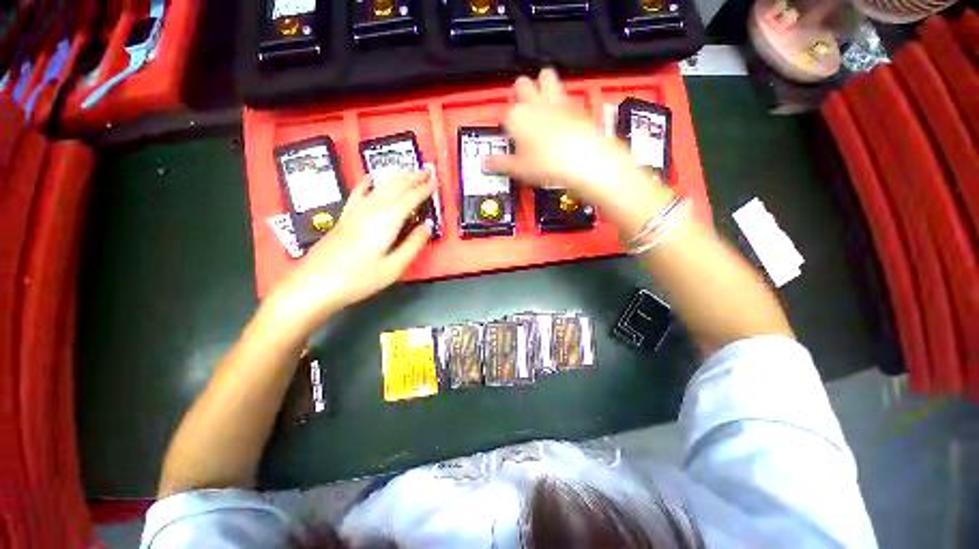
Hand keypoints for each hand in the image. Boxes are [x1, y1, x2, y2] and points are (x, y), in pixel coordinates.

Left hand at [269, 171, 435, 329]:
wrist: (314, 285)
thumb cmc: (359, 279)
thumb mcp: (394, 267)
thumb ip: (413, 244)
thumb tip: (428, 226)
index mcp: (387, 221)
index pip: (410, 198)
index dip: (424, 189)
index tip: (436, 182)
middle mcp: (371, 210)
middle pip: (394, 187)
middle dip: (412, 177)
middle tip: (427, 170)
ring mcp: (355, 211)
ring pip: (379, 187)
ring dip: (395, 177)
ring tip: (408, 170)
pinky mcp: (344, 217)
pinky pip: (357, 193)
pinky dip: (366, 183)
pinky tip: (370, 178)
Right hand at [484, 69, 639, 203]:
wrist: (583, 159)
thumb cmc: (548, 163)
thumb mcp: (519, 169)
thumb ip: (500, 163)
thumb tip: (486, 163)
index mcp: (517, 116)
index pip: (504, 113)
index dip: (505, 124)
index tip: (508, 134)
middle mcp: (535, 102)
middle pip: (521, 84)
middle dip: (518, 93)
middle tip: (520, 109)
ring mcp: (556, 99)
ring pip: (545, 75)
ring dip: (540, 83)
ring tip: (540, 98)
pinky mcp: (575, 104)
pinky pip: (565, 91)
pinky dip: (560, 97)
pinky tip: (561, 112)